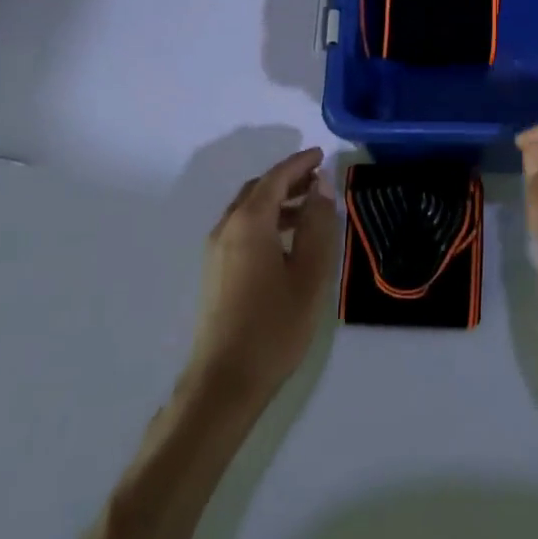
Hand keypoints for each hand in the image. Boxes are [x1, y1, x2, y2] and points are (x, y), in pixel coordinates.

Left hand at [186, 148, 339, 411]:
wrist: (224, 382)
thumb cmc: (274, 326)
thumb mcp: (309, 273)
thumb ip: (316, 225)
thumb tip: (321, 187)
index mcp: (249, 223)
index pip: (276, 178)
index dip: (300, 164)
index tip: (323, 155)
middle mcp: (226, 228)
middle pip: (258, 190)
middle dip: (288, 180)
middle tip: (319, 180)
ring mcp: (215, 251)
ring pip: (248, 210)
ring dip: (277, 201)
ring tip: (309, 208)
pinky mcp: (214, 272)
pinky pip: (241, 229)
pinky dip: (265, 220)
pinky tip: (286, 239)